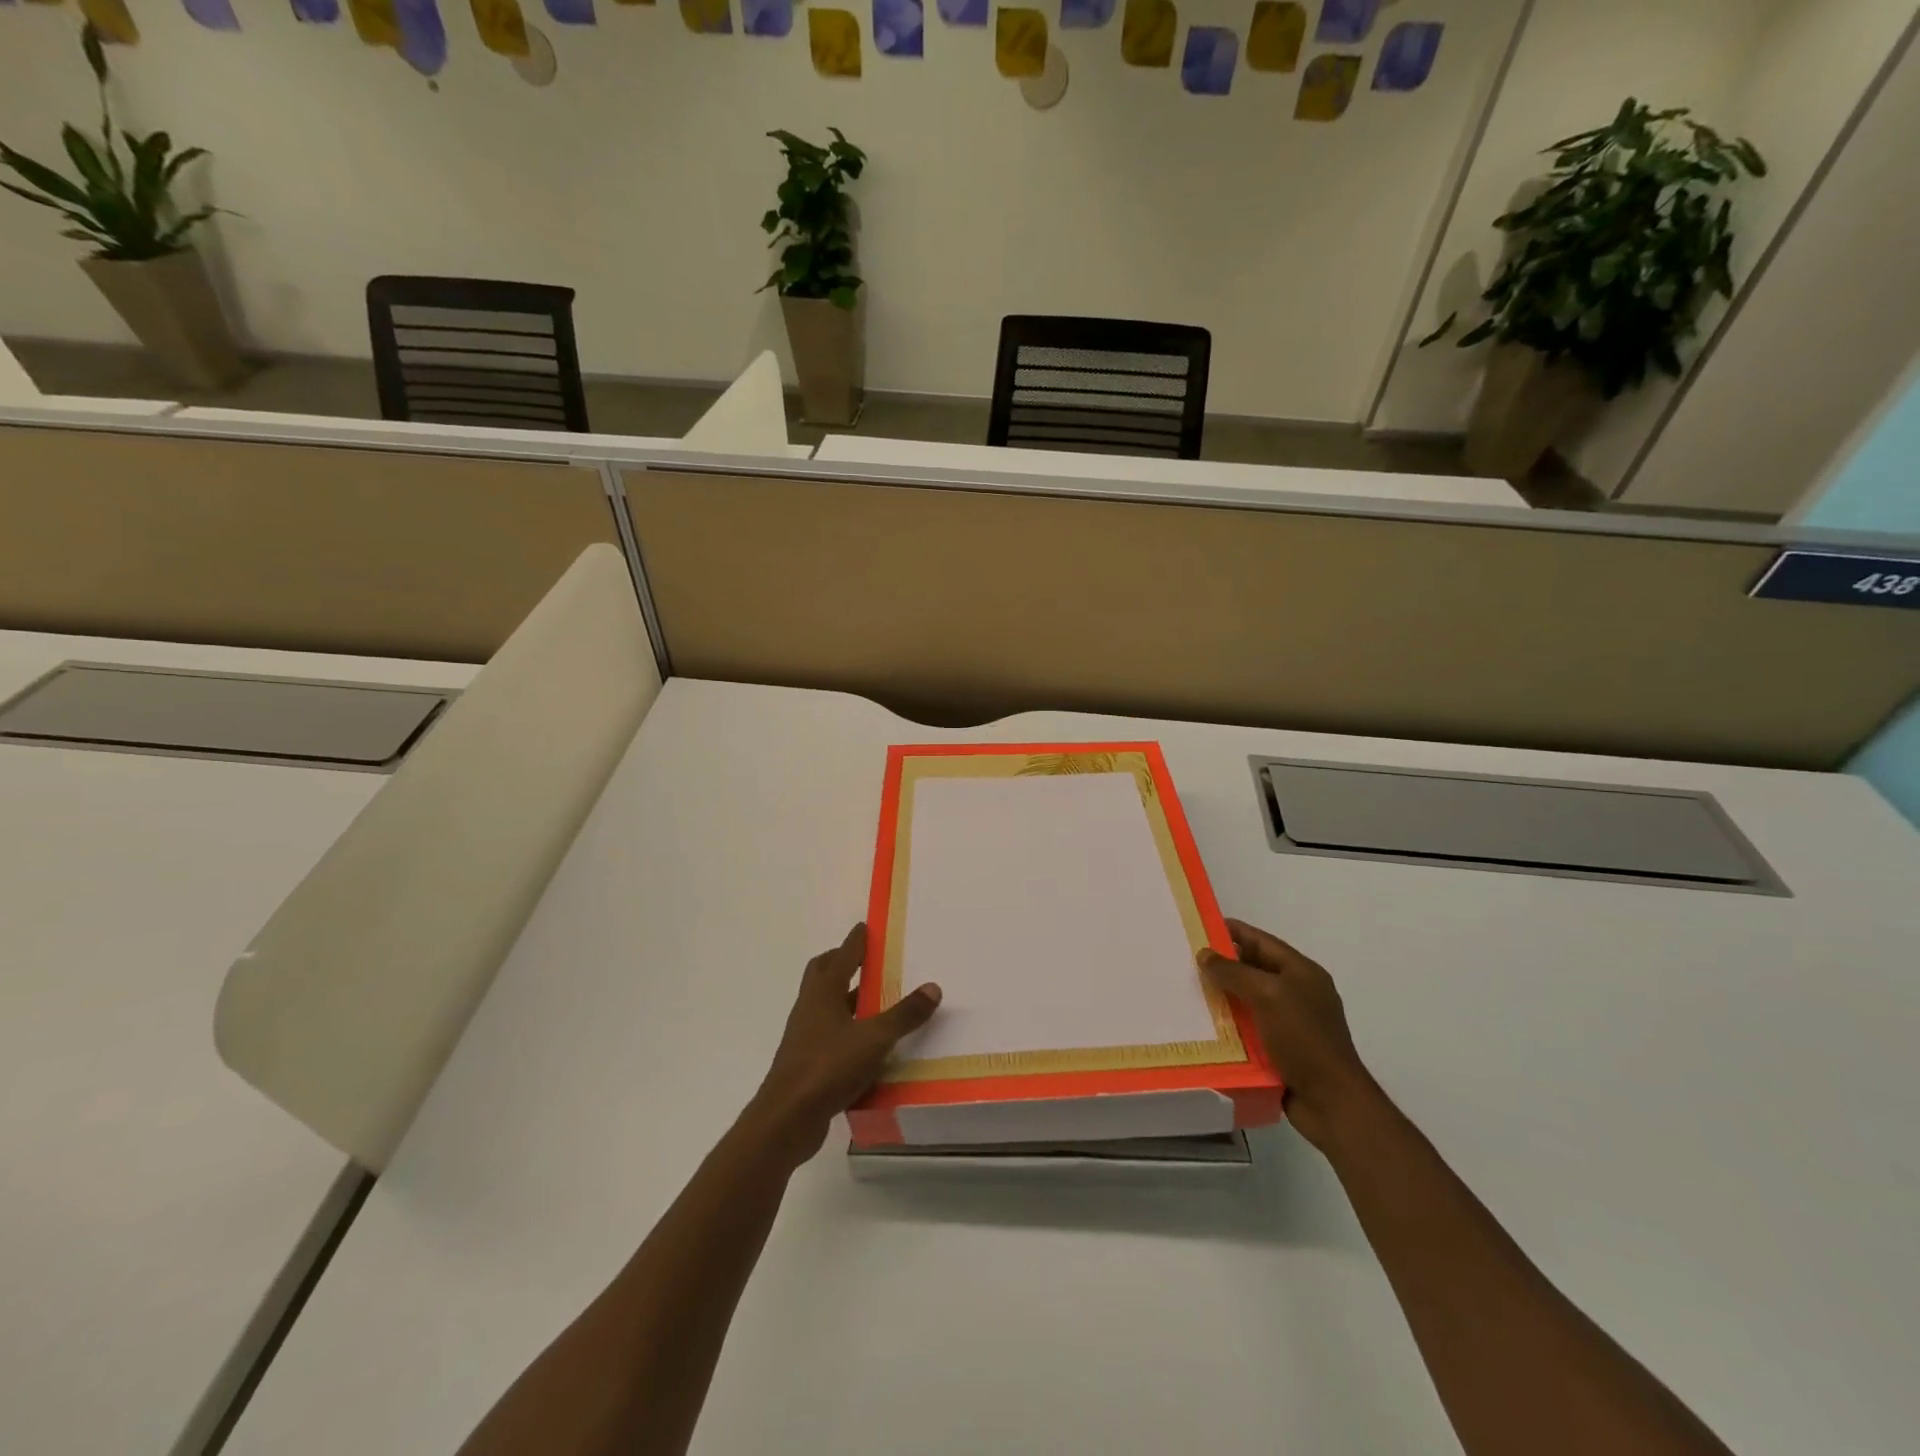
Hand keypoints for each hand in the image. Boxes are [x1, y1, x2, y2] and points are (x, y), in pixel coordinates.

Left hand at [748, 924, 941, 1166]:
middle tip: (866, 959)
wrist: (786, 1119)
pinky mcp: (806, 1063)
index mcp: (822, 993)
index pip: (841, 956)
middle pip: (822, 974)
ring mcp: (805, 1036)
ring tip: (874, 999)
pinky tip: (866, 1044)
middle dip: (842, 963)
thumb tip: (932, 987)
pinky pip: (829, 1035)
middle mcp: (810, 1008)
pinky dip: (846, 1030)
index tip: (866, 927)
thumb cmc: (828, 1067)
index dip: (855, 941)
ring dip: (845, 997)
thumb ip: (903, 1015)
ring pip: (825, 1006)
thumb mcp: (874, 1039)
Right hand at [1199, 919, 1379, 1152]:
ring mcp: (1292, 1022)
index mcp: (1302, 972)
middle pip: (1255, 969)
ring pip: (1250, 999)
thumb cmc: (1303, 1039)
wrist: (1331, 1102)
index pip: (1262, 941)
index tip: (1200, 926)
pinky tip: (1206, 1025)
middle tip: (1187, 960)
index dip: (1233, 931)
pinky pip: (1251, 1027)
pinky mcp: (1283, 1049)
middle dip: (1224, 964)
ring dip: (1224, 996)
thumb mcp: (1267, 996)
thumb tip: (1205, 954)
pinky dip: (1231, 1024)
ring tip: (1189, 990)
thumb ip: (1234, 972)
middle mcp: (1299, 993)